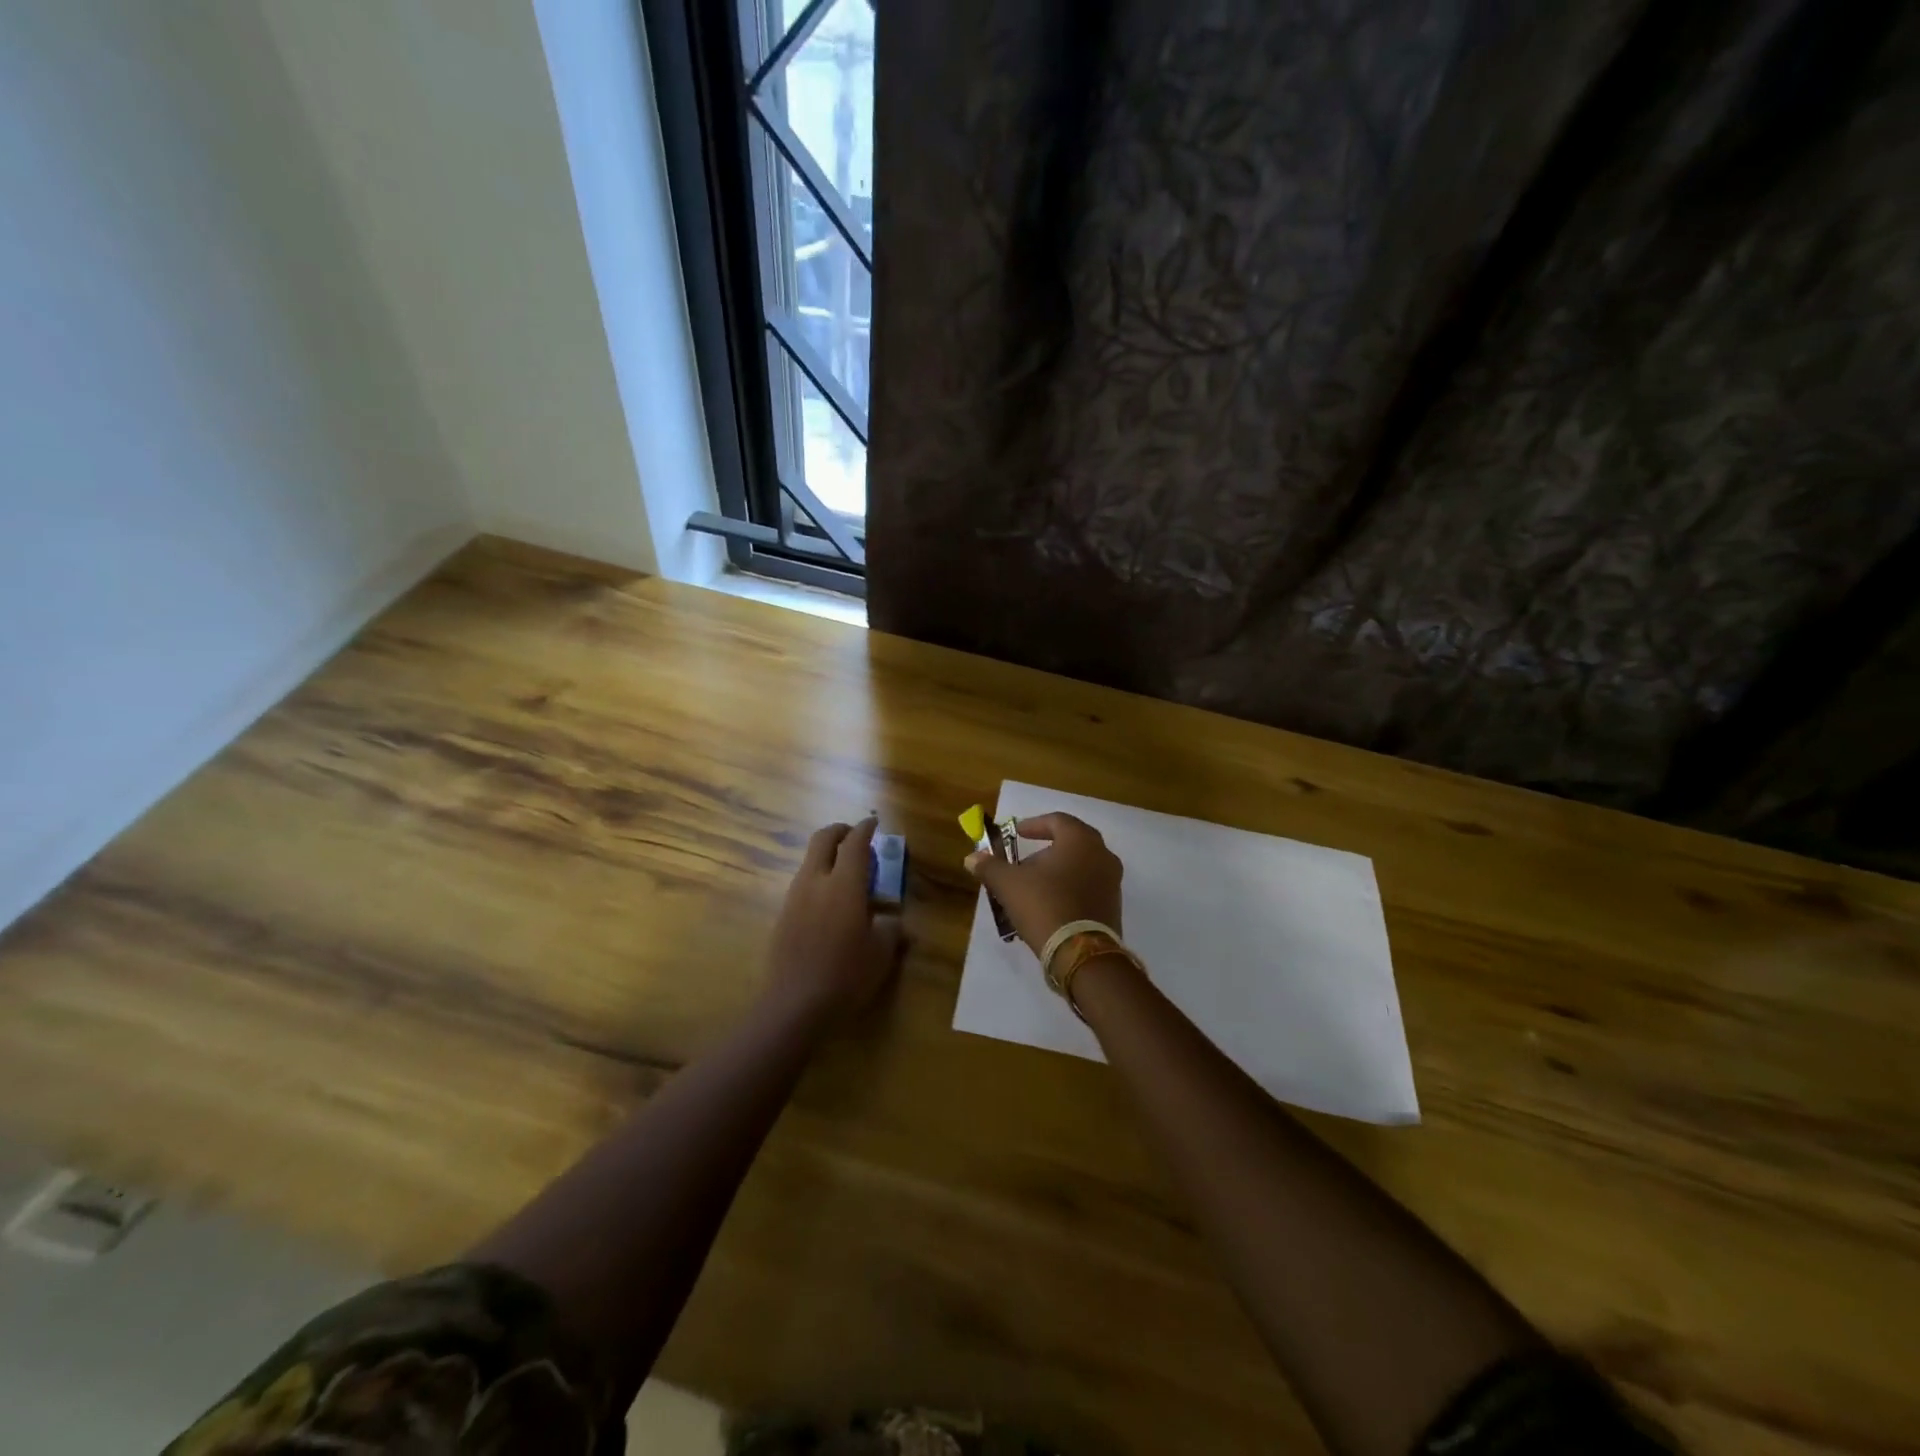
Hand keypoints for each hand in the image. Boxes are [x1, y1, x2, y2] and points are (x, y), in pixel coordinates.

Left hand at [764, 817, 903, 1023]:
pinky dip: (818, 879)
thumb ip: (890, 929)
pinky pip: (802, 883)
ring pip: (809, 860)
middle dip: (840, 831)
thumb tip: (894, 921)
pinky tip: (830, 904)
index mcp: (844, 884)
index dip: (865, 828)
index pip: (855, 842)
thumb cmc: (846, 975)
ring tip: (847, 874)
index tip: (874, 822)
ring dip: (827, 856)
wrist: (795, 1005)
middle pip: (823, 838)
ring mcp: (794, 897)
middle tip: (856, 837)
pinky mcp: (783, 915)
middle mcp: (815, 881)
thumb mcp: (881, 953)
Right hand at [964, 812, 1122, 954]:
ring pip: (1080, 867)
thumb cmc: (1045, 905)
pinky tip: (1049, 906)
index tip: (1016, 833)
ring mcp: (1112, 882)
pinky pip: (1088, 888)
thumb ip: (990, 867)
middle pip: (1070, 844)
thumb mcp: (1009, 884)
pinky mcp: (1113, 907)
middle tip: (1023, 862)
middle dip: (1044, 851)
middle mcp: (1102, 855)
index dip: (1034, 825)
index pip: (1057, 820)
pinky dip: (1069, 890)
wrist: (1081, 955)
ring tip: (1032, 888)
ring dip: (1056, 872)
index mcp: (1081, 840)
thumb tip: (971, 858)